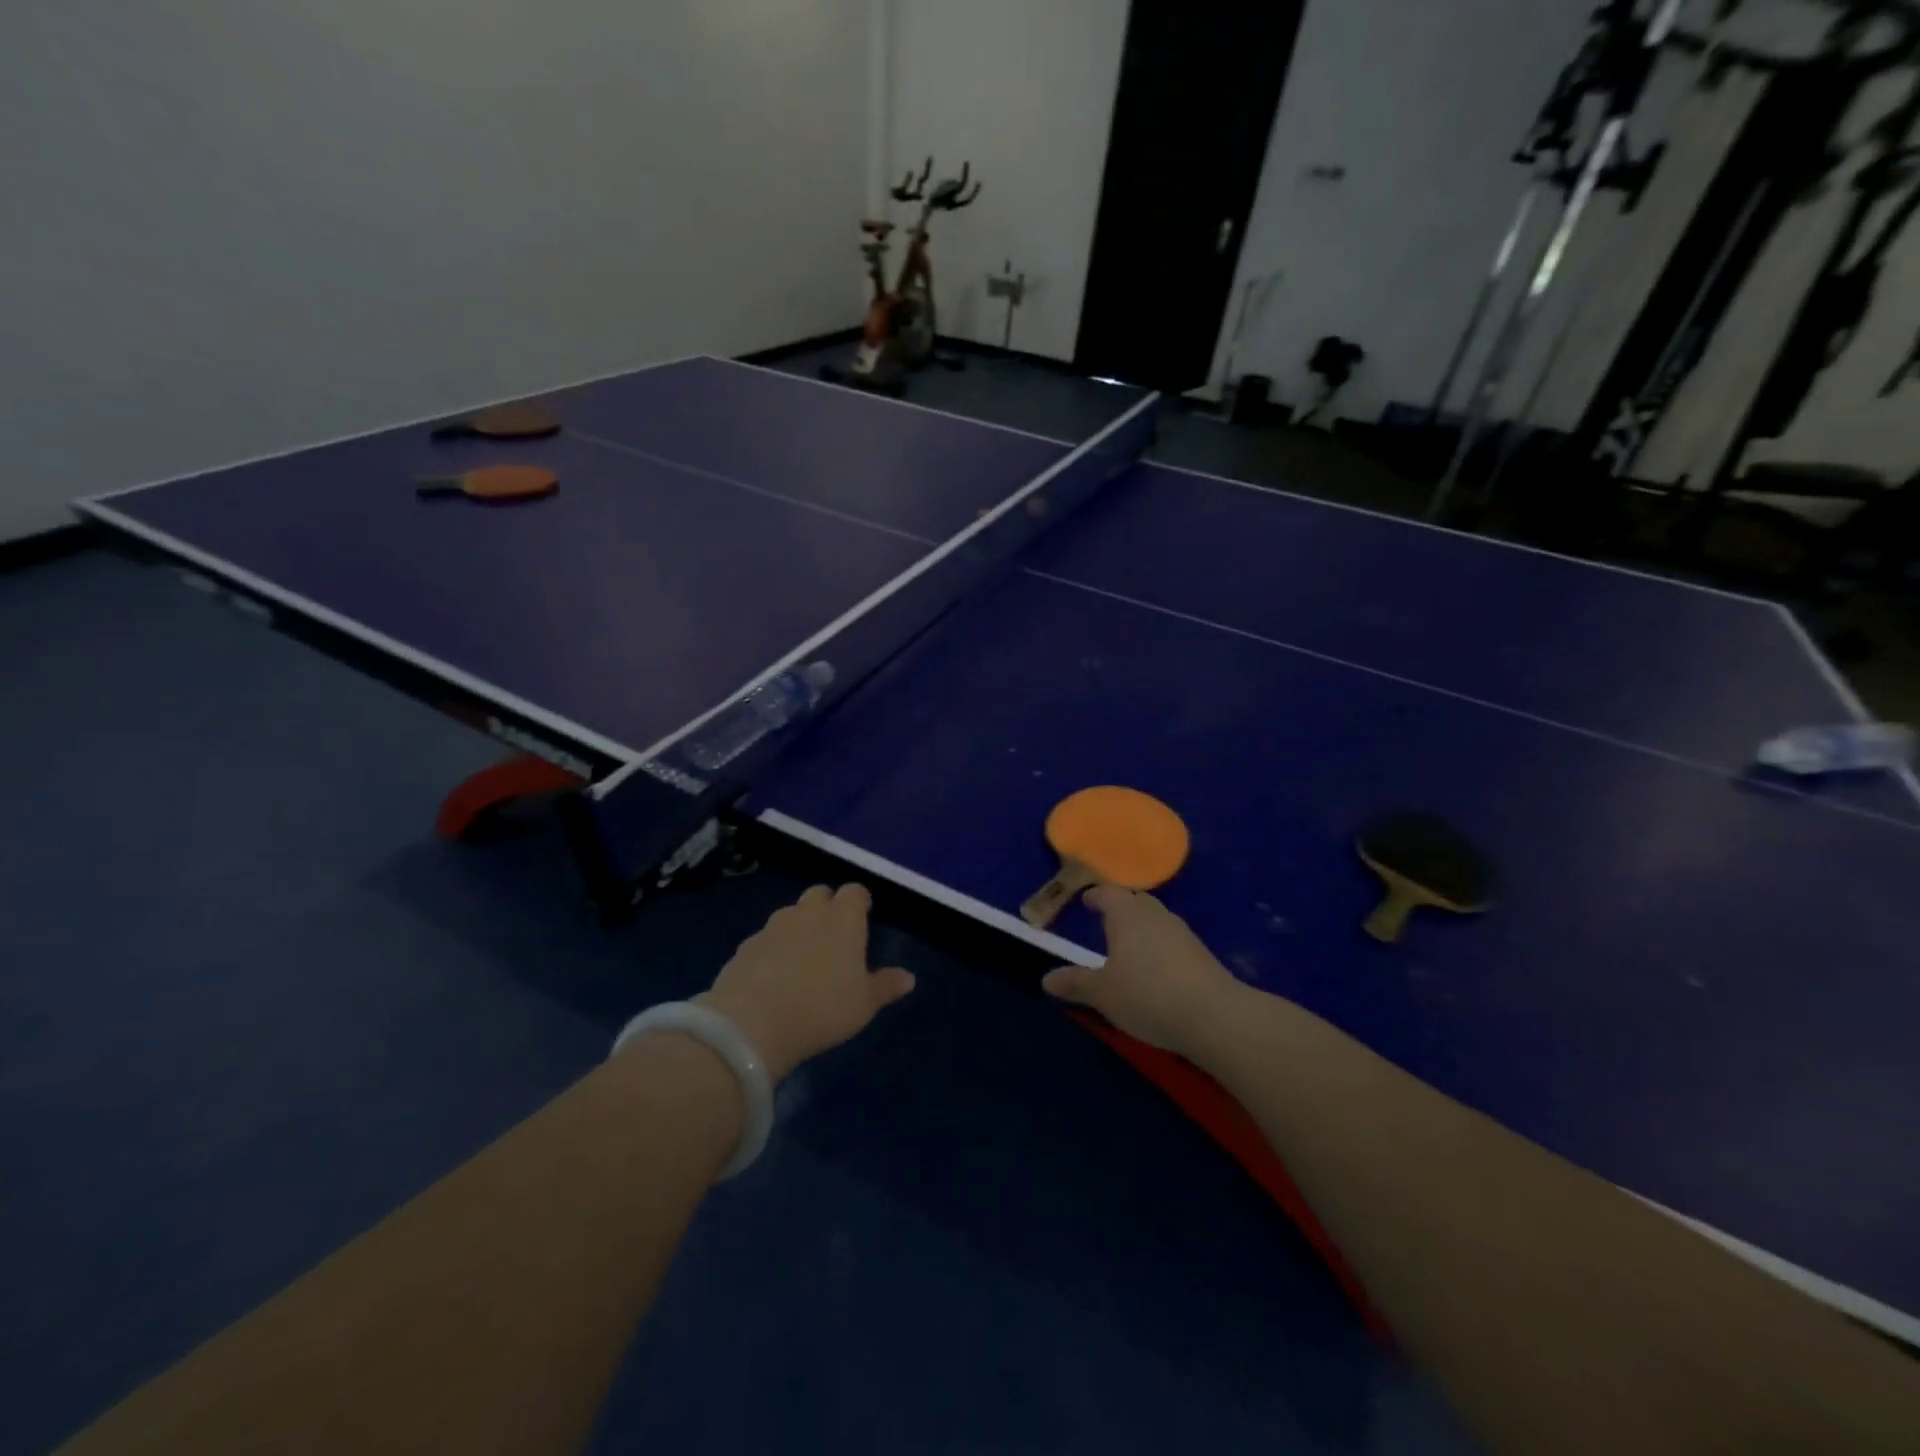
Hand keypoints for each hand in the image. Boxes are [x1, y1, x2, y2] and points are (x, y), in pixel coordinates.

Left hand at [697, 885, 914, 1081]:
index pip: (855, 892)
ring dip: (799, 927)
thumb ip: (885, 986)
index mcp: (843, 919)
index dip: (860, 901)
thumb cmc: (823, 1008)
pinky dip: (774, 949)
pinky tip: (774, 976)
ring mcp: (773, 926)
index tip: (864, 915)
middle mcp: (808, 913)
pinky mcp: (746, 946)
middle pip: (820, 894)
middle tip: (834, 934)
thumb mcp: (864, 1003)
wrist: (753, 1023)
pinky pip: (766, 939)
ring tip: (803, 957)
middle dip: (828, 906)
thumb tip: (908, 977)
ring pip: (791, 914)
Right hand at [1041, 887, 1243, 1056]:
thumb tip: (1046, 979)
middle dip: (1120, 908)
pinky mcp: (1201, 954)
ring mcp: (1182, 932)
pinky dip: (1159, 947)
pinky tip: (1155, 970)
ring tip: (1128, 947)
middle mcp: (1155, 914)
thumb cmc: (1147, 995)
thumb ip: (1075, 983)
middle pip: (1135, 901)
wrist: (1214, 1016)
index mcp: (1126, 914)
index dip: (1096, 896)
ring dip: (1141, 928)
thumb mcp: (1102, 993)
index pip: (1108, 892)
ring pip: (1156, 920)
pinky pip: (1172, 940)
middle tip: (1105, 921)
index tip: (1087, 901)